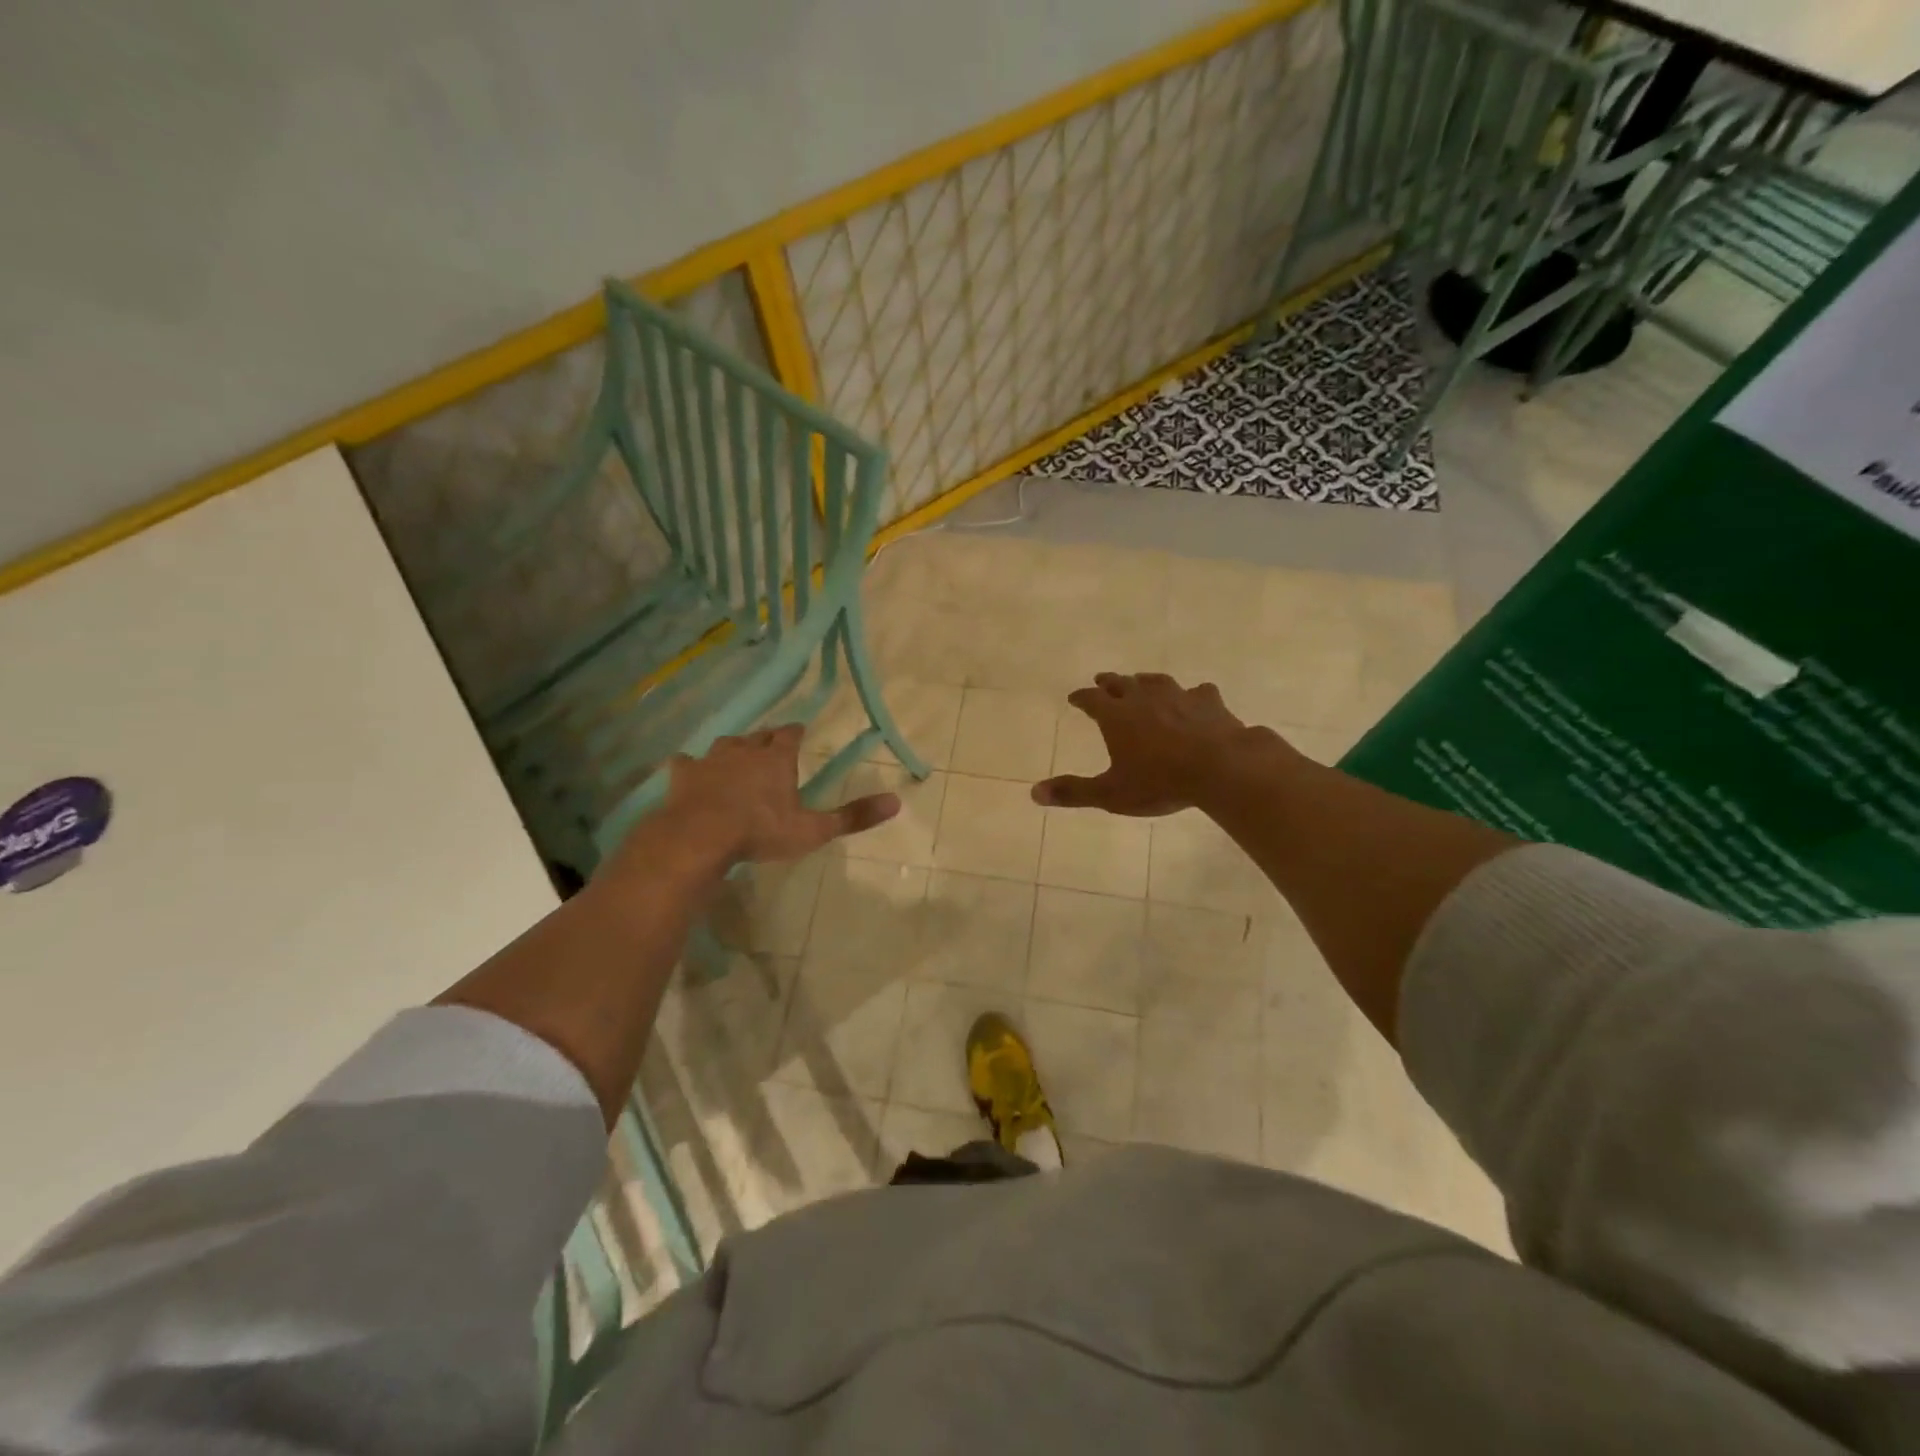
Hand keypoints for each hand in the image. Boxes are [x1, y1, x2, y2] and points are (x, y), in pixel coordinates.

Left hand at [651, 725, 899, 867]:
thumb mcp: (813, 829)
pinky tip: (689, 772)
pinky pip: (687, 763)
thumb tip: (896, 802)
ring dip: (733, 749)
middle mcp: (744, 750)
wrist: (700, 837)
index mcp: (776, 759)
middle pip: (758, 735)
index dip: (796, 733)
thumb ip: (852, 816)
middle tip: (771, 746)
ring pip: (725, 745)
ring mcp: (710, 760)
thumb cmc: (760, 831)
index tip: (799, 733)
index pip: (790, 735)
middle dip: (767, 738)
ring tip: (737, 757)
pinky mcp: (683, 775)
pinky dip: (691, 766)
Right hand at [1032, 672, 1293, 816]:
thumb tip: (1034, 792)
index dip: (1080, 698)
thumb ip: (1073, 792)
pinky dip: (1190, 696)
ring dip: (1144, 681)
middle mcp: (1143, 698)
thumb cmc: (1159, 782)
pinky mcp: (1208, 702)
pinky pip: (1197, 692)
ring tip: (1141, 682)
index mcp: (1116, 716)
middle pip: (1121, 683)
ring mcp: (1178, 696)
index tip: (1074, 697)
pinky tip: (1195, 699)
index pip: (1091, 699)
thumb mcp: (1111, 794)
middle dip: (1108, 683)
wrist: (1220, 767)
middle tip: (1101, 681)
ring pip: (1155, 681)